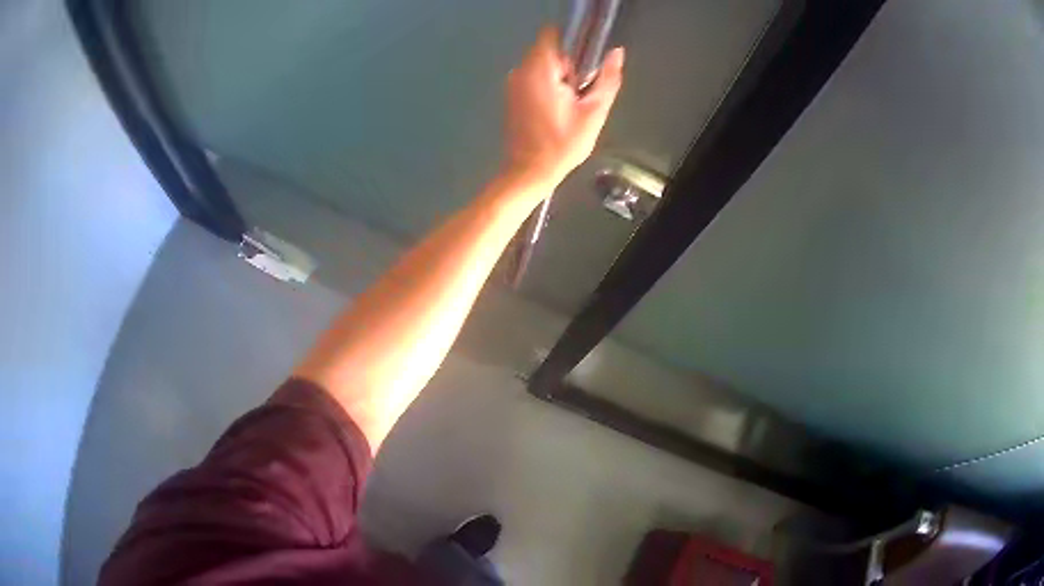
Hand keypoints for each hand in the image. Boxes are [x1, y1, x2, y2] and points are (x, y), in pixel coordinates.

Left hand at [503, 27, 624, 190]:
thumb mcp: (594, 111)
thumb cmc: (564, 142)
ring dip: (557, 78)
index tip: (583, 65)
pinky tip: (554, 111)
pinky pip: (532, 79)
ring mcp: (512, 83)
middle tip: (577, 94)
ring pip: (541, 65)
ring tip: (566, 105)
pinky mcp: (510, 96)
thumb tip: (617, 52)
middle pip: (548, 50)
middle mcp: (520, 70)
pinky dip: (545, 87)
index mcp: (539, 68)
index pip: (552, 33)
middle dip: (567, 66)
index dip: (572, 44)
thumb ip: (608, 78)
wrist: (529, 171)